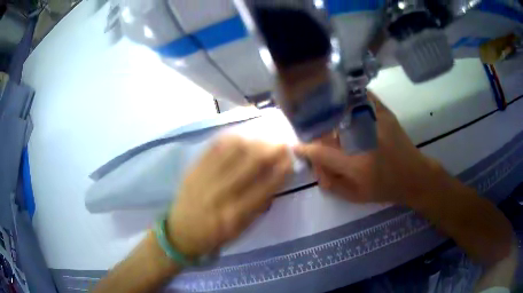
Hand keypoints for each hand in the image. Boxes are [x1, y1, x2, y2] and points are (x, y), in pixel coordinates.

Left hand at [167, 136, 291, 257]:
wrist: (181, 232)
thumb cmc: (215, 236)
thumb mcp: (242, 230)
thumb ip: (259, 206)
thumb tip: (275, 179)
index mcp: (235, 215)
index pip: (265, 187)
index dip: (281, 170)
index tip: (291, 159)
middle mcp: (220, 194)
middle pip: (251, 162)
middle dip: (271, 149)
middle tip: (282, 143)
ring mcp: (204, 178)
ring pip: (233, 150)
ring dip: (254, 140)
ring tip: (265, 138)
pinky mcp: (193, 169)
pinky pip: (213, 147)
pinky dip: (230, 138)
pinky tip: (242, 135)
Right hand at [295, 92, 443, 205]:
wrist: (415, 176)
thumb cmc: (386, 189)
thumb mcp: (357, 196)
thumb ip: (332, 184)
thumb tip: (315, 166)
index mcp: (357, 164)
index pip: (321, 152)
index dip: (304, 148)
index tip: (295, 145)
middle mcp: (364, 139)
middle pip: (328, 126)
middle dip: (314, 128)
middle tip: (310, 130)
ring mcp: (375, 122)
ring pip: (343, 107)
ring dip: (328, 108)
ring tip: (321, 111)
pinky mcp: (384, 113)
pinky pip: (362, 97)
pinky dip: (350, 96)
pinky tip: (343, 98)